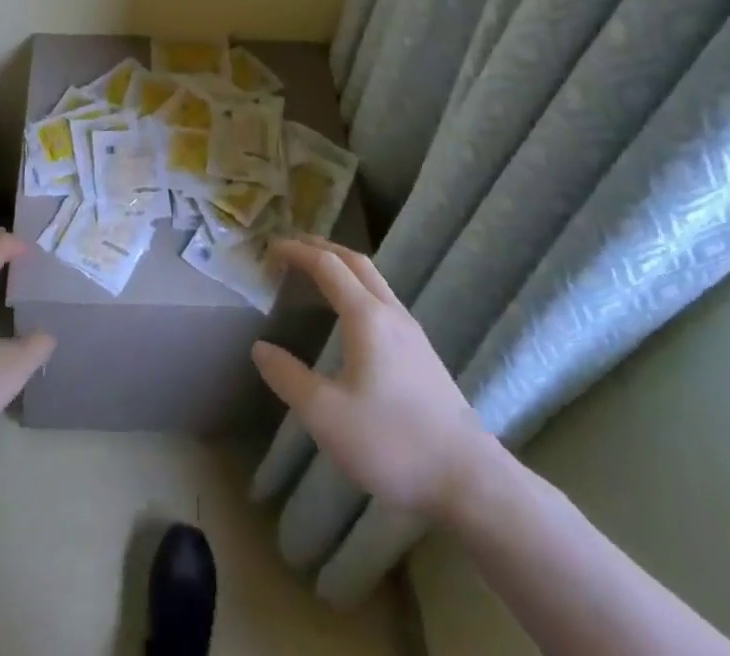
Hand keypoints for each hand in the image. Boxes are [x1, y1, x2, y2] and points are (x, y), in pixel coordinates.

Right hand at [252, 235, 499, 517]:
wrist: (470, 481)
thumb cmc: (392, 443)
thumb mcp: (326, 415)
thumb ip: (289, 377)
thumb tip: (260, 348)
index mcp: (366, 316)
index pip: (326, 265)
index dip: (296, 251)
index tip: (269, 250)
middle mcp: (391, 313)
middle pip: (354, 261)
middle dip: (320, 247)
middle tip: (290, 249)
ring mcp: (412, 332)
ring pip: (373, 280)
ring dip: (341, 265)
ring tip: (315, 274)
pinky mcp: (423, 354)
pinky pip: (383, 300)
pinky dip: (357, 287)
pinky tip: (350, 316)